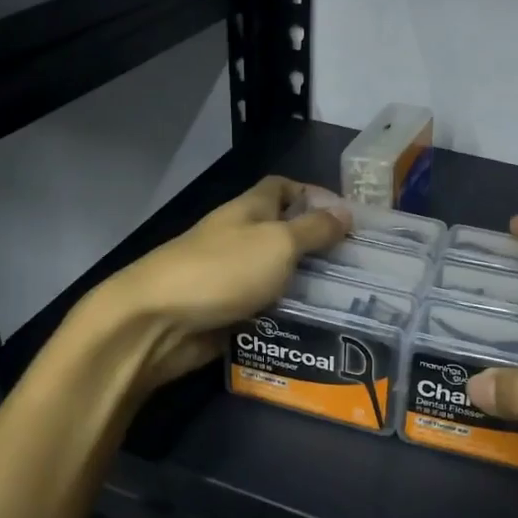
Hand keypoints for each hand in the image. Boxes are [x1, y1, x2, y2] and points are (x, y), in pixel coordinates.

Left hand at [84, 175, 350, 390]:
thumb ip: (313, 229)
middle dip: (319, 248)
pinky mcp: (227, 315)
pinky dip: (288, 318)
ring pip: (279, 277)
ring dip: (307, 288)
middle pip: (285, 235)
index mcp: (248, 210)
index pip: (283, 188)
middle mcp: (240, 239)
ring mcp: (231, 278)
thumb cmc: (221, 271)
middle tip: (361, 268)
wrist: (156, 323)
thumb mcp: (277, 243)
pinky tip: (319, 329)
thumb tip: (345, 212)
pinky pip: (266, 312)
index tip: (348, 218)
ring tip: (351, 303)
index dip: (314, 195)